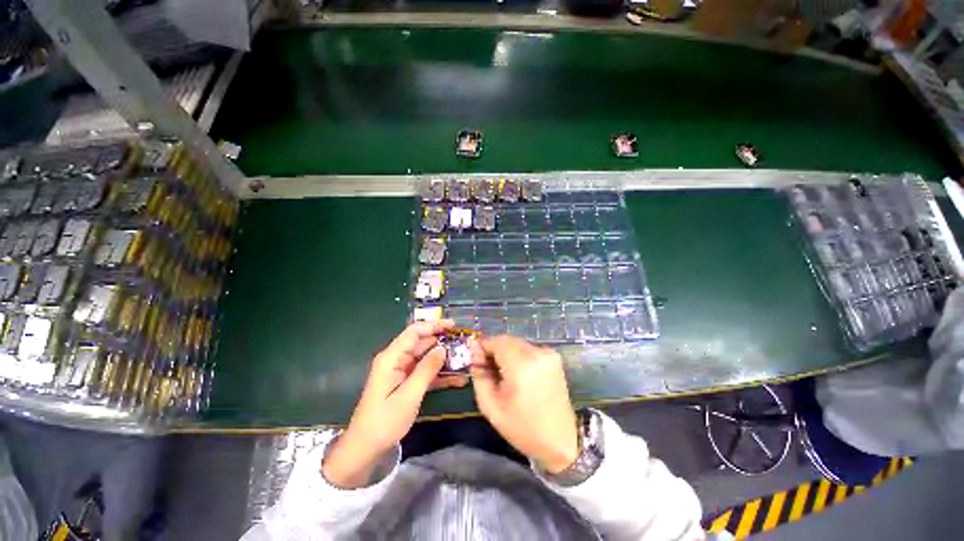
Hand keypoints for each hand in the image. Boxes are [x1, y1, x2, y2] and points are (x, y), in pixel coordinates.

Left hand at [323, 321, 467, 487]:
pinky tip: (458, 379)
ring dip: (444, 359)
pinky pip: (425, 372)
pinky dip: (440, 374)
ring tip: (465, 359)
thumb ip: (426, 369)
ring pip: (426, 357)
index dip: (434, 325)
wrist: (366, 447)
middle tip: (465, 344)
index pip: (414, 332)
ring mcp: (402, 371)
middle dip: (443, 341)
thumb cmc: (384, 421)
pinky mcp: (406, 382)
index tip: (453, 325)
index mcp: (392, 357)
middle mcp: (397, 359)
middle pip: (422, 343)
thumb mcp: (409, 395)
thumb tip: (443, 348)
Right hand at [470, 336, 578, 473]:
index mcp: (522, 366)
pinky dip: (517, 355)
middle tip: (485, 367)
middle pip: (507, 340)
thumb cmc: (522, 428)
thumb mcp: (490, 406)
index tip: (475, 360)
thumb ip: (479, 376)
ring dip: (505, 352)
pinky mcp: (554, 357)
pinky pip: (528, 348)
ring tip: (500, 373)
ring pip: (517, 343)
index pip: (496, 341)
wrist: (560, 441)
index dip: (482, 346)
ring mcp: (548, 354)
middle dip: (493, 349)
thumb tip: (475, 354)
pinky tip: (515, 373)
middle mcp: (537, 353)